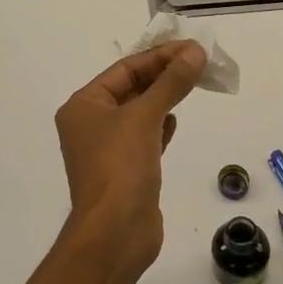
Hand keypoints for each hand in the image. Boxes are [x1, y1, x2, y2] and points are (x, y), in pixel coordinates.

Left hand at [54, 41, 205, 272]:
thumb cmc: (120, 167)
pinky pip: (144, 137)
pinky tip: (174, 120)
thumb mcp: (145, 117)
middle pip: (131, 88)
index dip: (159, 56)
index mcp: (83, 105)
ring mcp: (107, 149)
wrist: (114, 234)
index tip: (191, 48)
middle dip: (163, 75)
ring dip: (163, 98)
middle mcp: (90, 124)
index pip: (124, 70)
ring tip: (193, 83)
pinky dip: (159, 125)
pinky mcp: (125, 170)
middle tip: (199, 62)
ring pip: (139, 113)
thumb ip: (171, 83)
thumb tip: (195, 52)